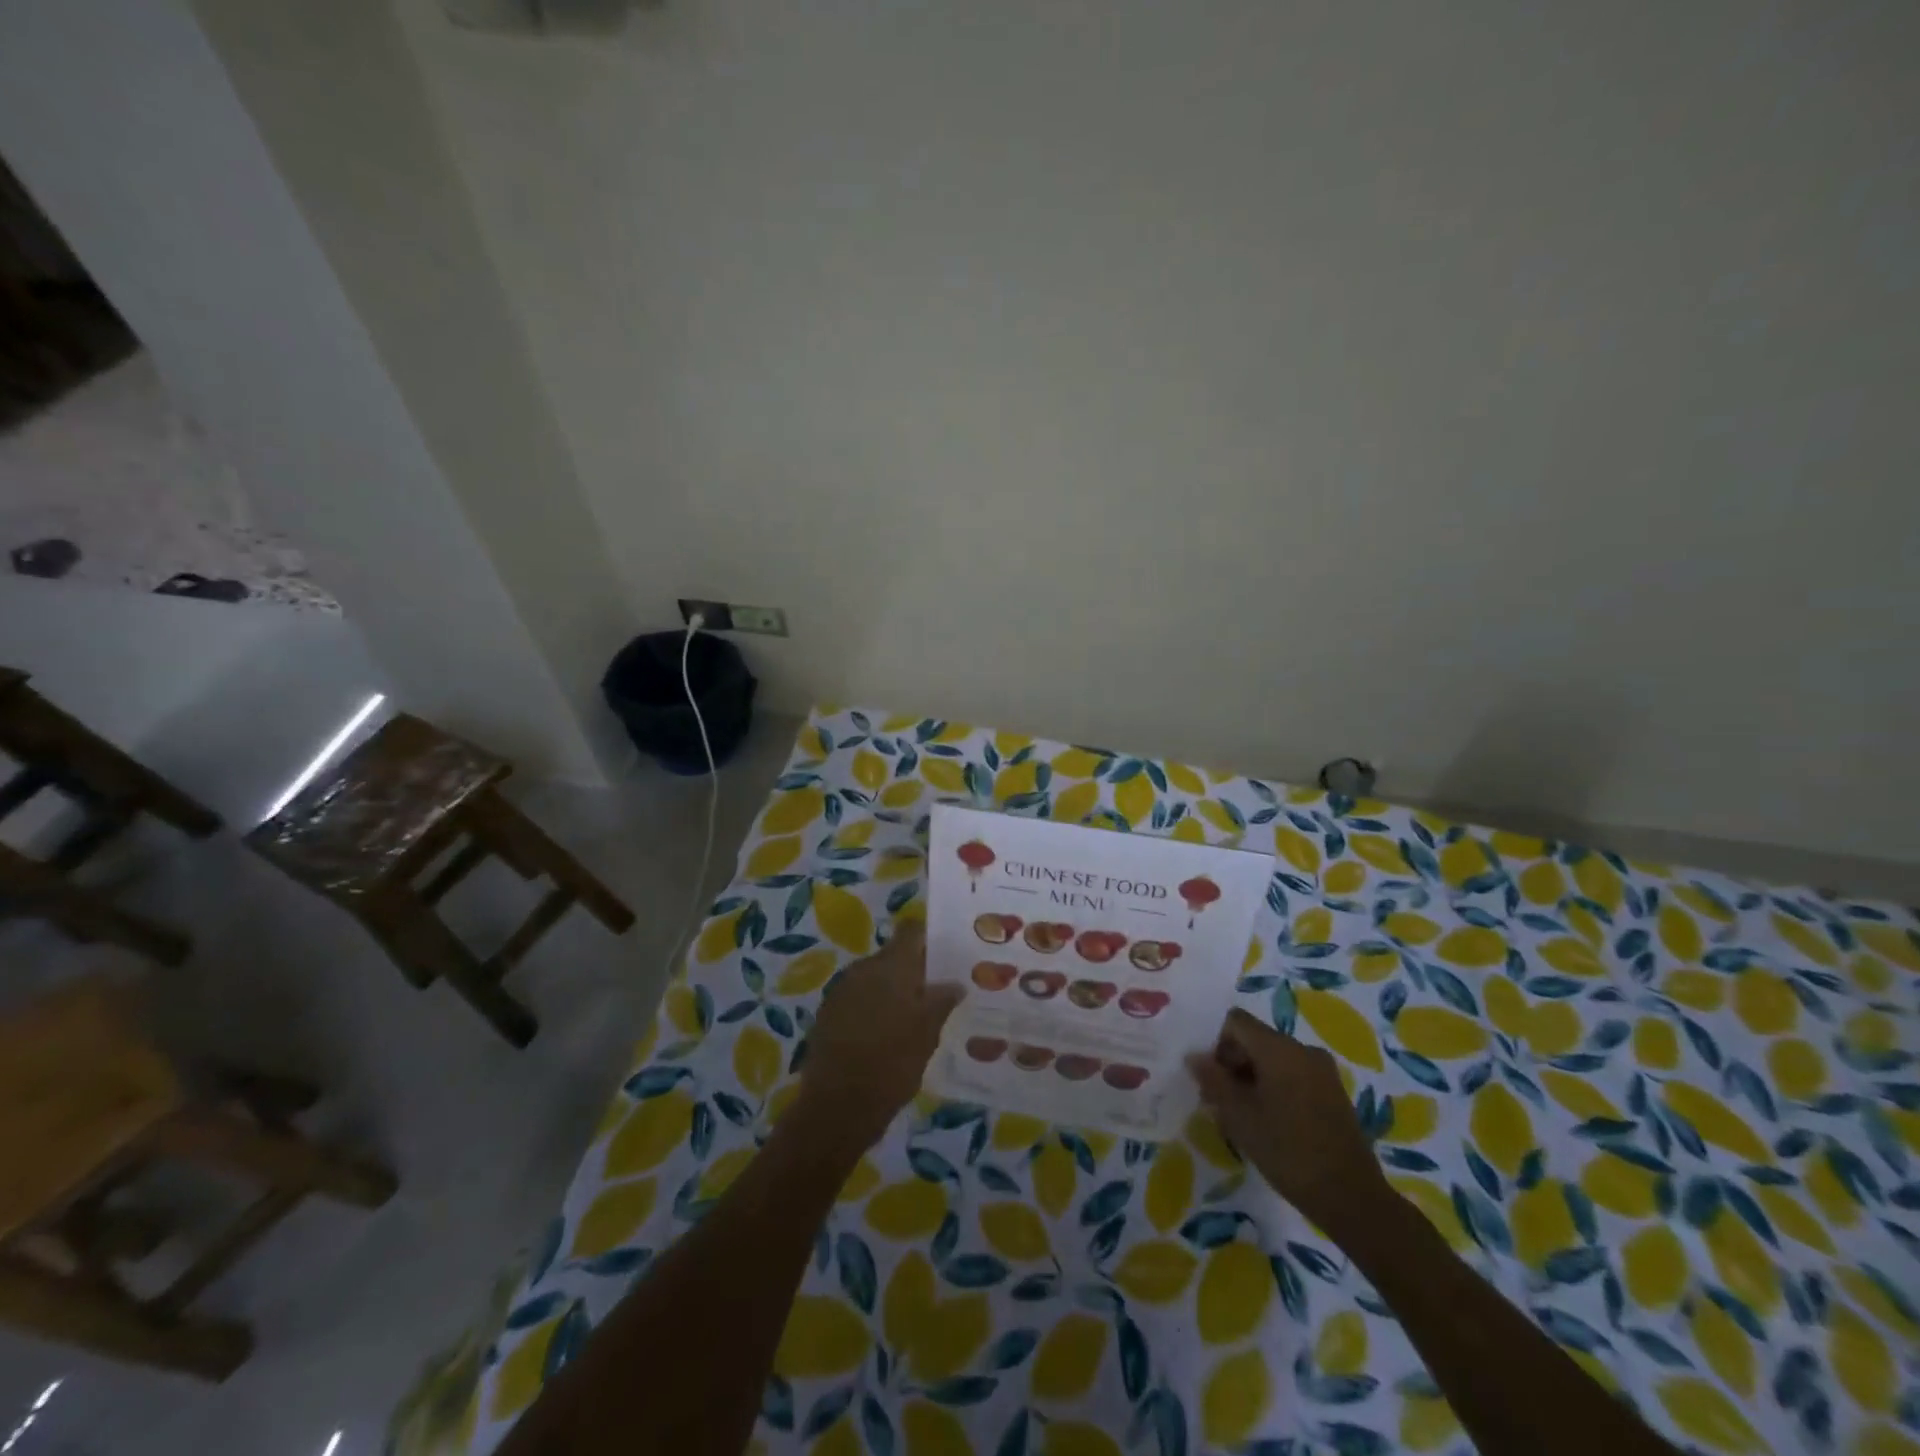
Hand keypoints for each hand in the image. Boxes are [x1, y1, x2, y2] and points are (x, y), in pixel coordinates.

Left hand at [794, 922, 963, 1148]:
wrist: (837, 1106)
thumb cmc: (892, 1063)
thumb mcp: (927, 1033)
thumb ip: (941, 1001)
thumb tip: (955, 983)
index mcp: (891, 966)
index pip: (911, 932)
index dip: (929, 938)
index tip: (947, 954)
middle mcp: (863, 969)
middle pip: (893, 957)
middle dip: (913, 971)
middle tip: (935, 993)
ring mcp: (842, 990)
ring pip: (875, 979)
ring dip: (892, 991)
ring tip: (913, 1018)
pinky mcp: (828, 1014)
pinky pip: (858, 999)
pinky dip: (873, 1009)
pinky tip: (885, 1035)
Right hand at [1186, 1008, 1389, 1234]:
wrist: (1352, 1198)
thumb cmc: (1288, 1151)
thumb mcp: (1239, 1116)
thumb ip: (1213, 1080)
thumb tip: (1194, 1056)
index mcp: (1279, 1048)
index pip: (1235, 1021)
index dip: (1216, 1043)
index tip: (1210, 1077)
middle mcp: (1303, 1049)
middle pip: (1255, 1039)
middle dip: (1232, 1063)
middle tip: (1218, 1100)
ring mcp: (1322, 1071)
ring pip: (1274, 1059)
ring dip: (1252, 1078)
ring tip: (1242, 1115)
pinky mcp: (1333, 1093)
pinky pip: (1293, 1075)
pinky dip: (1274, 1088)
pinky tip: (1269, 1122)